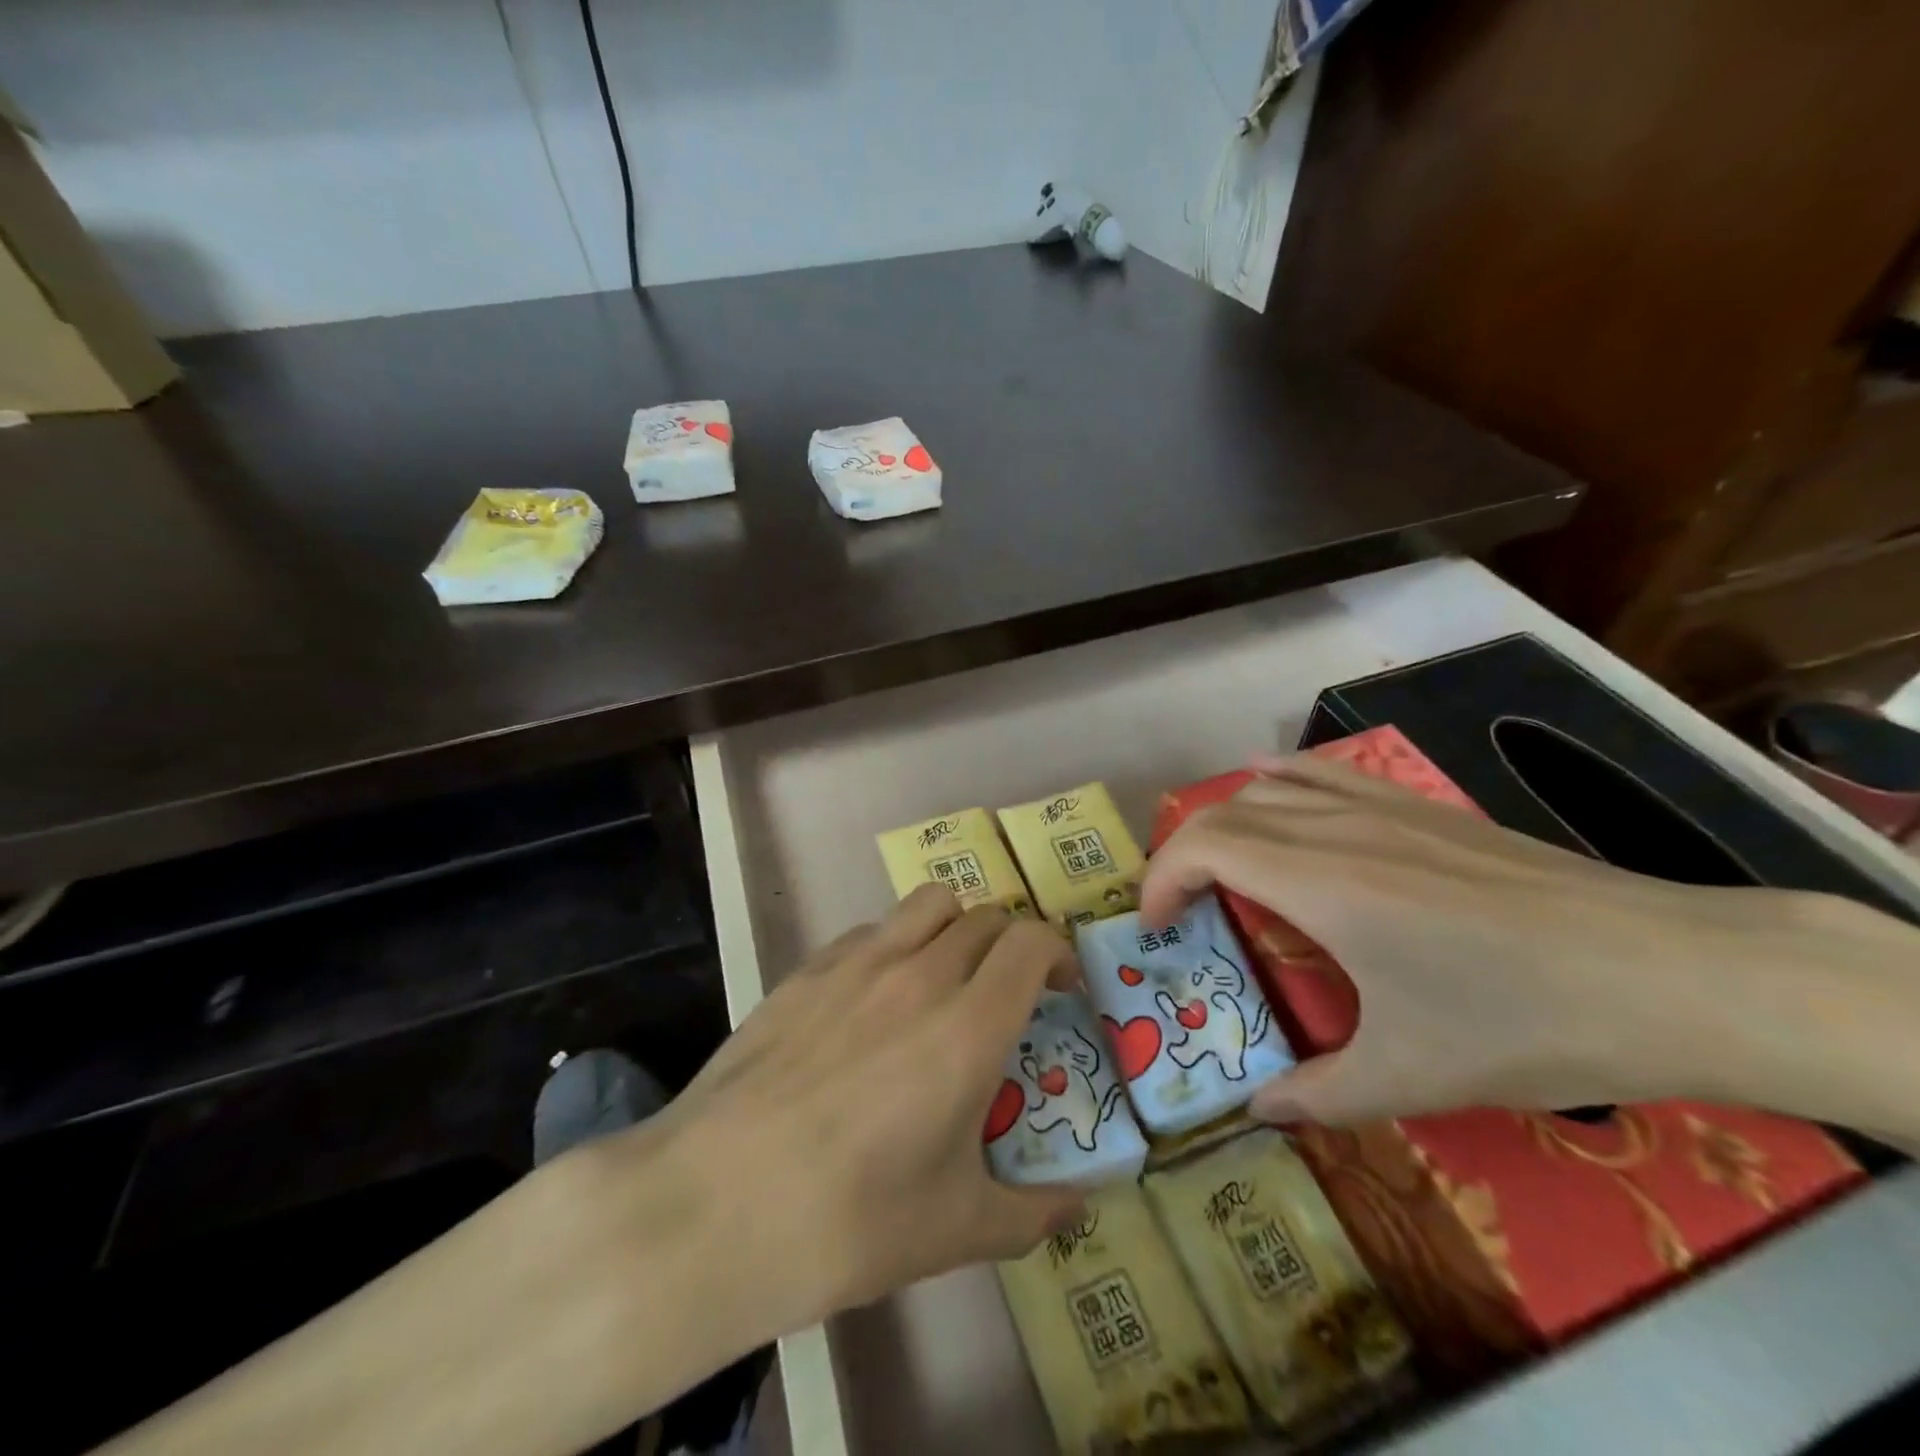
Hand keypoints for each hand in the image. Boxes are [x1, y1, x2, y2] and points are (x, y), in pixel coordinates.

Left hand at [618, 885, 1086, 1340]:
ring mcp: (857, 963)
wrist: (714, 1206)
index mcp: (968, 1026)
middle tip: (1007, 992)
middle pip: (985, 917)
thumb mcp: (955, 1231)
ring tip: (946, 978)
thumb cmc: (849, 1221)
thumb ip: (1030, 1214)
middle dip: (1011, 945)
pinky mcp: (807, 969)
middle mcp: (919, 974)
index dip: (1055, 951)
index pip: (1031, 942)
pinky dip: (895, 945)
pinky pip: (871, 931)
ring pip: (928, 904)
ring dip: (955, 928)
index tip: (1060, 985)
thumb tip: (1075, 1210)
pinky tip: (874, 1000)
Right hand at [1141, 753, 1913, 1128]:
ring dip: (1227, 820)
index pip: (1204, 847)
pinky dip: (1281, 780)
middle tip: (1180, 909)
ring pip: (1271, 787)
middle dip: (1182, 854)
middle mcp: (1336, 829)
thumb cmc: (1525, 1021)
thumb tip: (1258, 1112)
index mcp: (1319, 883)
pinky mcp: (1422, 807)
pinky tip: (1275, 790)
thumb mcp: (1413, 1076)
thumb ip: (1319, 1095)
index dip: (1162, 879)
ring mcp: (1381, 809)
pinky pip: (1326, 774)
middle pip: (1225, 812)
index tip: (1155, 926)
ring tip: (1219, 865)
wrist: (1669, 973)